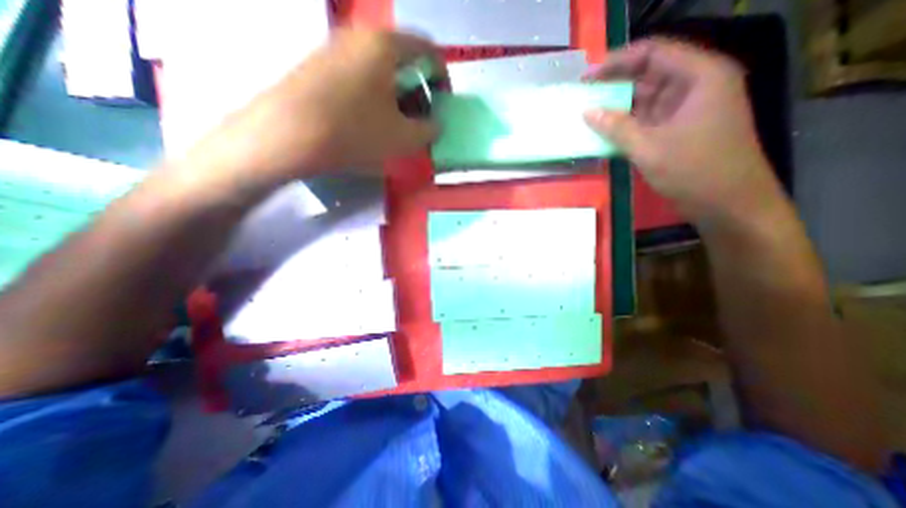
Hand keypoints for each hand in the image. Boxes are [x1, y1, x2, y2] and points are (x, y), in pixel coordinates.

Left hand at [187, 29, 442, 186]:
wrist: (287, 135)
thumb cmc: (355, 132)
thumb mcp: (403, 138)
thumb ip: (430, 130)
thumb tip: (436, 125)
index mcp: (386, 45)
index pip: (429, 50)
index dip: (443, 78)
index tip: (443, 105)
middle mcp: (360, 37)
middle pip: (404, 60)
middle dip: (420, 92)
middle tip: (420, 122)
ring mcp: (336, 50)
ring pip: (381, 71)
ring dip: (398, 98)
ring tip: (398, 127)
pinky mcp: (320, 68)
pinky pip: (360, 78)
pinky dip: (376, 98)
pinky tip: (372, 123)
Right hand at [588, 37, 777, 219]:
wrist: (727, 203)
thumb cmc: (694, 170)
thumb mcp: (649, 148)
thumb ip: (616, 128)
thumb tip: (587, 112)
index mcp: (699, 76)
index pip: (654, 53)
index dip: (618, 61)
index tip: (588, 76)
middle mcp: (695, 86)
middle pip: (649, 74)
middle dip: (615, 85)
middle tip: (583, 96)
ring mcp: (686, 109)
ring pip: (645, 99)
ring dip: (618, 108)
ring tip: (588, 114)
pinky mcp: (678, 130)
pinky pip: (647, 120)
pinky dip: (626, 125)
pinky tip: (604, 132)